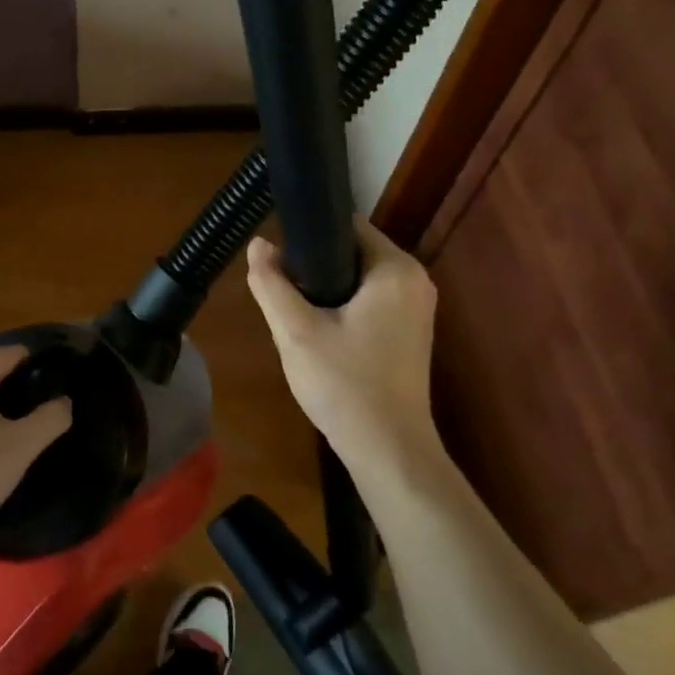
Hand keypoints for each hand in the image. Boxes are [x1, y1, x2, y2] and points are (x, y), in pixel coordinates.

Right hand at [246, 218, 440, 469]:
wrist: (387, 449)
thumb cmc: (344, 385)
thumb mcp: (295, 332)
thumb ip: (272, 284)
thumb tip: (258, 244)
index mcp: (395, 269)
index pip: (347, 225)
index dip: (308, 234)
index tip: (278, 257)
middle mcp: (415, 280)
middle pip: (352, 251)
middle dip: (315, 266)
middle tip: (282, 292)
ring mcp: (416, 308)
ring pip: (359, 278)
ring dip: (326, 289)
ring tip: (295, 313)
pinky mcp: (410, 332)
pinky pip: (370, 301)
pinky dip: (343, 307)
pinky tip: (319, 332)